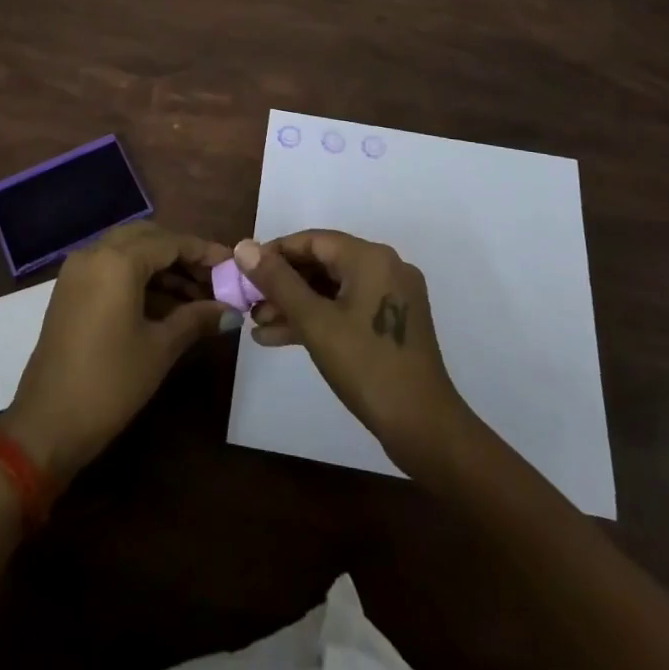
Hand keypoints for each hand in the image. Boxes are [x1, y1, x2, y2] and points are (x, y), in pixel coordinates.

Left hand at [5, 222, 230, 484]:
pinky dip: (139, 277)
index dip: (204, 252)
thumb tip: (232, 310)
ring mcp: (77, 270)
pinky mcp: (70, 290)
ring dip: (162, 267)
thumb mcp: (160, 348)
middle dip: (182, 255)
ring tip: (197, 297)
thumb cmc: (110, 383)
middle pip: (148, 238)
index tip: (233, 264)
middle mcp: (95, 253)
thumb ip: (196, 319)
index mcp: (118, 260)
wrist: (46, 426)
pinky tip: (166, 304)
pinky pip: (111, 267)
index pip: (171, 242)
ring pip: (129, 251)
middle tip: (214, 280)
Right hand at [236, 230, 470, 472]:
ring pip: (333, 289)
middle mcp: (385, 267)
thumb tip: (243, 246)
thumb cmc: (367, 367)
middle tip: (249, 303)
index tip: (244, 272)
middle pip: (323, 263)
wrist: (424, 429)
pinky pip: (347, 308)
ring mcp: (391, 296)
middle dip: (283, 284)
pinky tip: (280, 338)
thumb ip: (278, 281)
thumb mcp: (315, 322)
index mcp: (371, 257)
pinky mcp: (392, 323)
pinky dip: (317, 319)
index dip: (275, 253)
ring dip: (296, 305)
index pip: (313, 240)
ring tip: (258, 325)